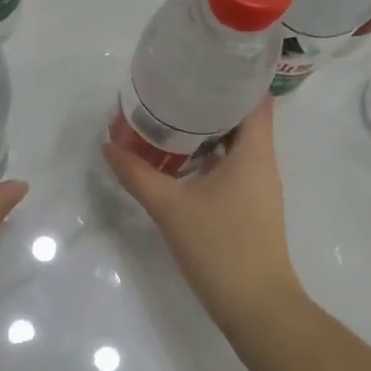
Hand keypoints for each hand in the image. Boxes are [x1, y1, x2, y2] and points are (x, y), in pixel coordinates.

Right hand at [102, 97, 303, 327]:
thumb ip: (137, 174)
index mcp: (254, 153)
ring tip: (168, 116)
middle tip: (172, 86)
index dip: (233, 76)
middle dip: (209, 100)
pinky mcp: (250, 207)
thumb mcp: (171, 208)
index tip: (201, 63)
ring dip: (206, 130)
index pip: (255, 98)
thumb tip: (109, 145)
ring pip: (235, 144)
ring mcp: (258, 187)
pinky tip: (178, 160)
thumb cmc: (220, 248)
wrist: (256, 307)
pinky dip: (207, 156)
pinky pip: (230, 167)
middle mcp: (262, 163)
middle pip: (242, 117)